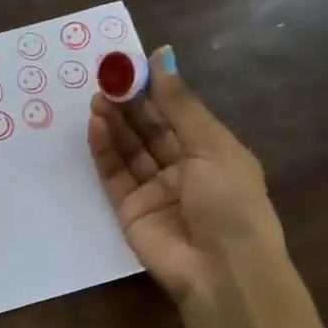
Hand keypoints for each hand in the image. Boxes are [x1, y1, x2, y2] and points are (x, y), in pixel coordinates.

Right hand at [87, 46, 286, 307]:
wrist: (222, 271)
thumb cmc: (230, 202)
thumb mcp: (212, 146)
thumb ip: (180, 103)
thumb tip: (162, 56)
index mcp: (211, 152)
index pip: (177, 113)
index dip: (155, 89)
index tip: (131, 65)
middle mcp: (182, 168)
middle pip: (149, 129)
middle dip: (129, 103)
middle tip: (106, 78)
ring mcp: (153, 189)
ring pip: (129, 148)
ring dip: (113, 122)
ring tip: (96, 97)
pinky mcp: (128, 208)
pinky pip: (113, 173)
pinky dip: (103, 149)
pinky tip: (96, 125)